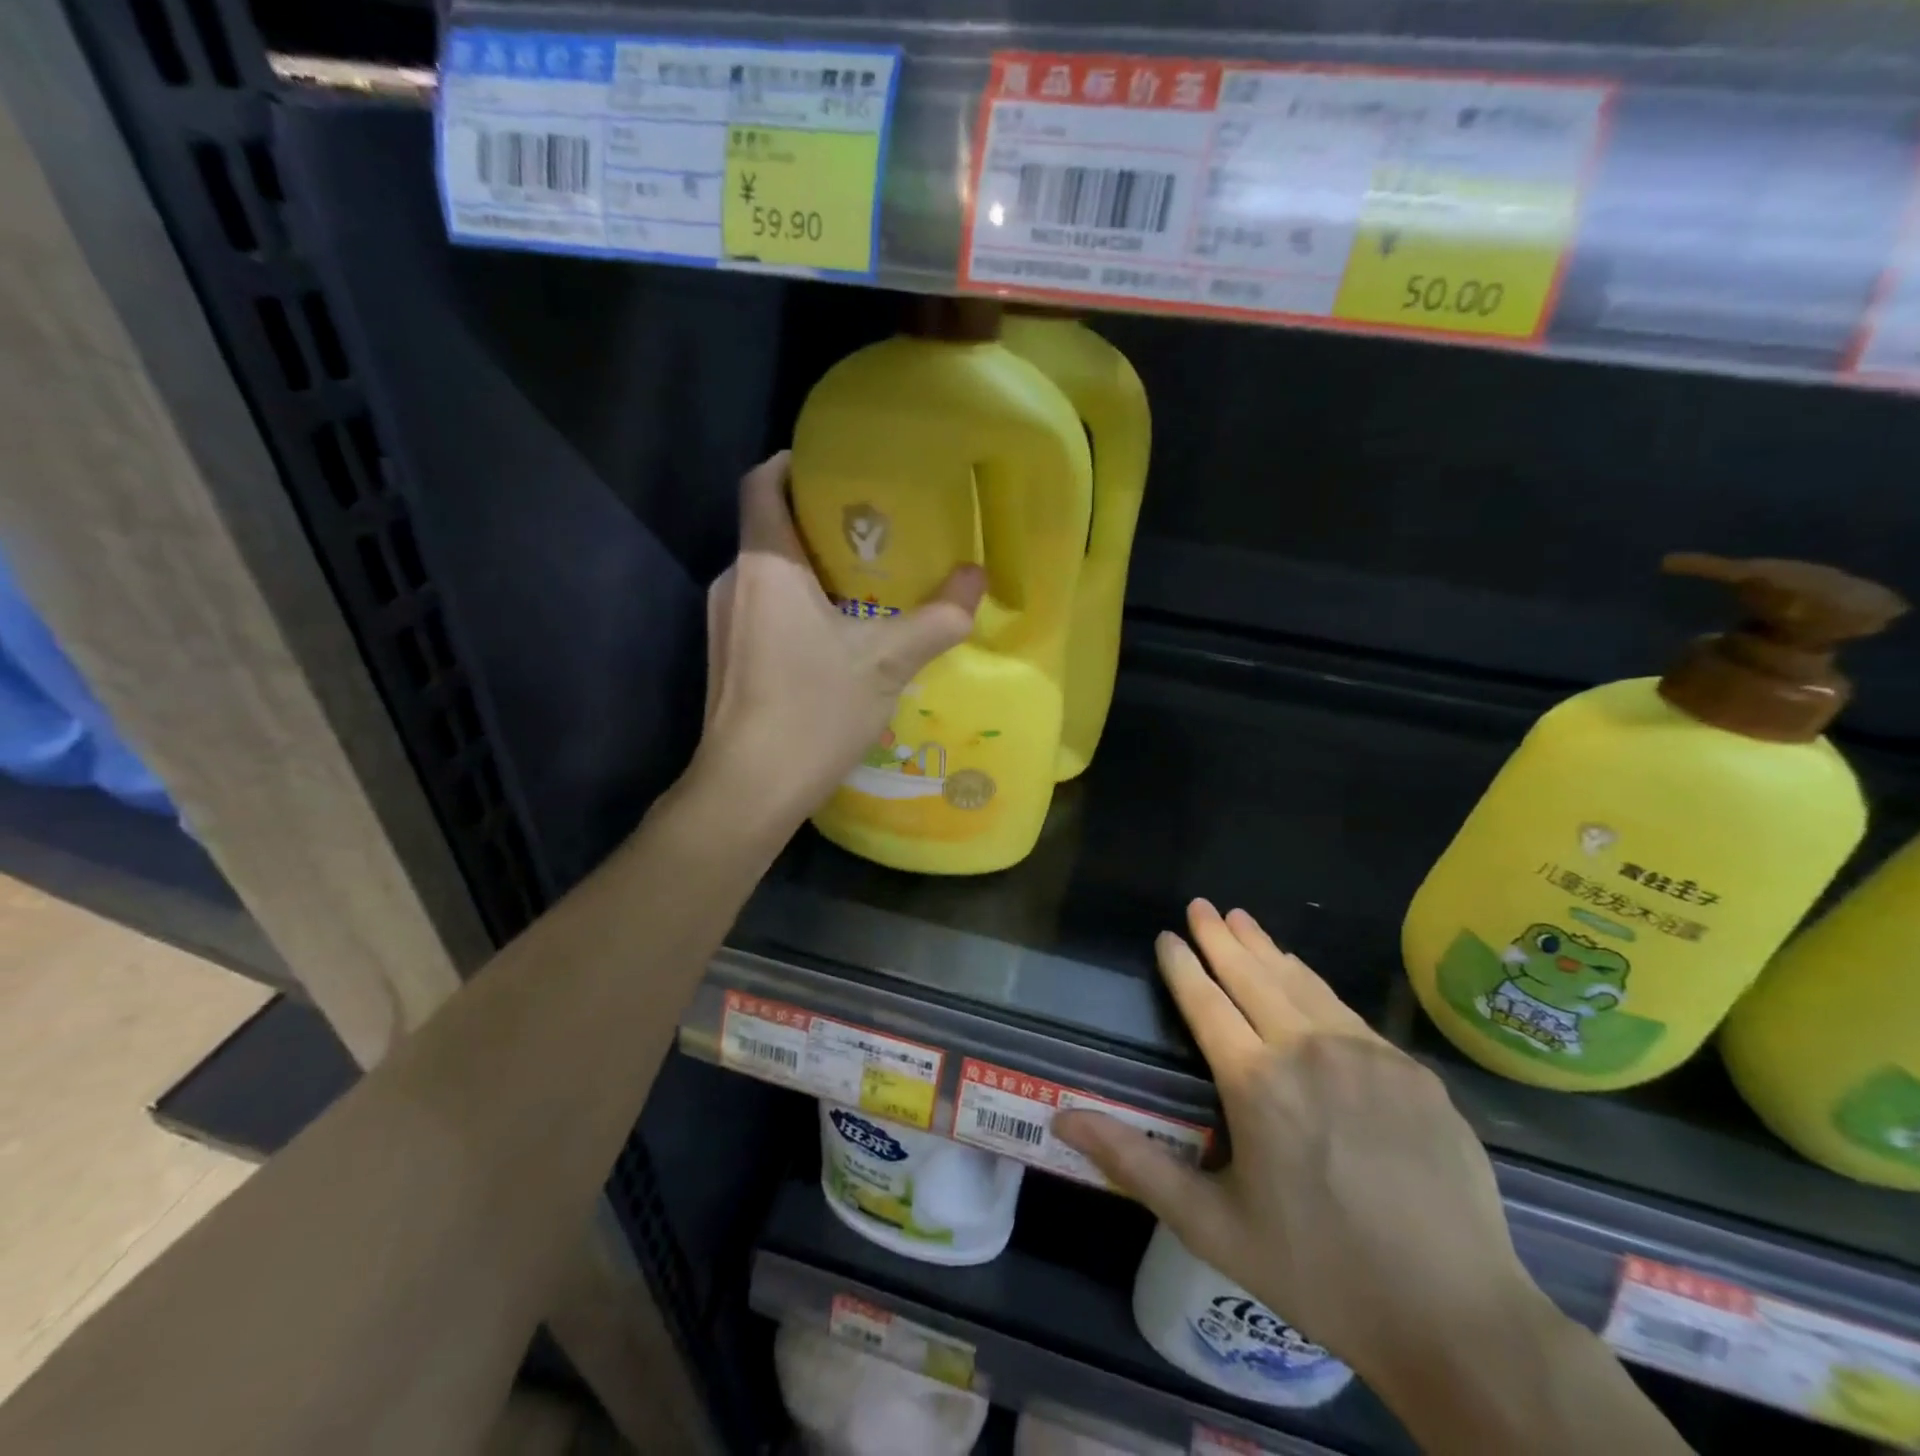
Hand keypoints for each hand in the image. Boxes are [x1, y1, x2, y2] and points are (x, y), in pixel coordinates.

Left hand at [699, 453, 984, 825]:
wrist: (748, 788)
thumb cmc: (813, 710)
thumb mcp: (887, 662)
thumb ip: (937, 618)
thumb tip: (978, 579)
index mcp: (765, 565)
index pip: (762, 483)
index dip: (792, 462)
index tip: (835, 465)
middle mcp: (733, 582)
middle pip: (769, 528)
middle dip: (818, 521)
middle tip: (875, 529)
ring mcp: (722, 623)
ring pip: (768, 574)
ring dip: (810, 570)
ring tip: (865, 582)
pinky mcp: (726, 659)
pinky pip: (762, 610)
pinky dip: (796, 606)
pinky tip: (836, 636)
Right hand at [1052, 900, 1542, 1393]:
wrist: (1456, 1318)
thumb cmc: (1317, 1271)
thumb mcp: (1209, 1225)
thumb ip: (1133, 1162)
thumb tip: (1061, 1119)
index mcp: (1255, 1081)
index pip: (1205, 1002)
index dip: (1182, 966)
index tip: (1167, 937)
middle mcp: (1307, 1050)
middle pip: (1252, 976)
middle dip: (1220, 938)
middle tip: (1201, 906)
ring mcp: (1366, 1055)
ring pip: (1302, 983)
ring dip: (1266, 949)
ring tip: (1242, 921)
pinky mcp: (1411, 1071)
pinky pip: (1348, 1013)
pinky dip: (1314, 984)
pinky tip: (1304, 976)